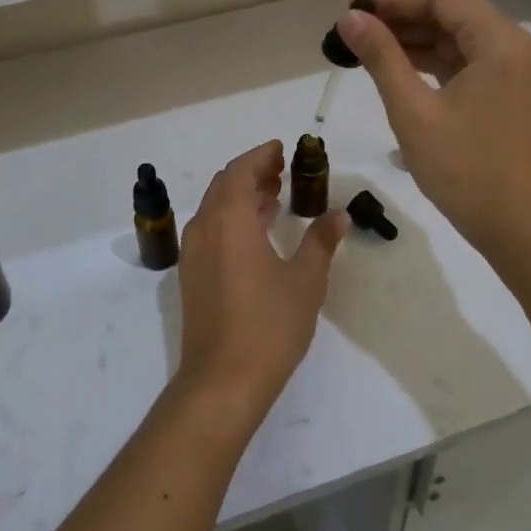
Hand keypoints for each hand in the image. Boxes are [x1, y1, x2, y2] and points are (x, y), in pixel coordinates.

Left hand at [175, 141, 345, 424]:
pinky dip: (232, 219)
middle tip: (282, 172)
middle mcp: (204, 228)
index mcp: (229, 219)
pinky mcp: (192, 276)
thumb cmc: (269, 325)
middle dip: (252, 173)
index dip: (261, 156)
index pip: (240, 170)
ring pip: (215, 208)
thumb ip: (321, 242)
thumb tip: (338, 216)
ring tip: (274, 197)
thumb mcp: (305, 281)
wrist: (222, 380)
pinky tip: (257, 234)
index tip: (282, 149)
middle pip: (224, 185)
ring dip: (241, 196)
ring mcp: (193, 253)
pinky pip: (211, 230)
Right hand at [336, 0, 530, 258]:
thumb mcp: (413, 112)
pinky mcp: (506, 96)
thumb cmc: (465, 170)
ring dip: (414, 40)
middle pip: (453, 14)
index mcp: (500, 43)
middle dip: (403, 18)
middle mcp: (513, 48)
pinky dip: (431, 63)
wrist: (518, 229)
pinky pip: (465, 64)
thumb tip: (350, 18)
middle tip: (354, 31)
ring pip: (457, 39)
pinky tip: (396, 71)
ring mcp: (513, 73)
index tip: (355, 11)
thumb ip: (381, 58)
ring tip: (365, 49)